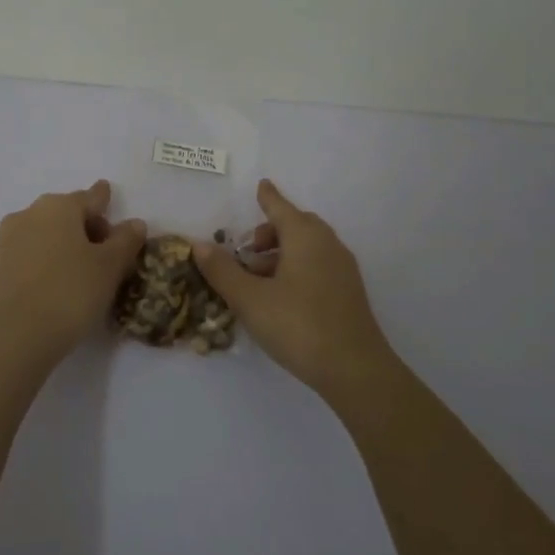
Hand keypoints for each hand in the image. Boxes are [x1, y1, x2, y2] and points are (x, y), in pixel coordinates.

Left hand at [0, 180, 147, 366]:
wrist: (17, 336)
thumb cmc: (70, 292)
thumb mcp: (110, 266)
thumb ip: (126, 240)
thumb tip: (134, 223)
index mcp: (59, 205)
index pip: (91, 197)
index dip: (105, 200)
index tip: (110, 197)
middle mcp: (31, 213)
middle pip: (68, 213)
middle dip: (89, 226)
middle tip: (109, 254)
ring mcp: (11, 238)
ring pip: (49, 232)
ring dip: (68, 243)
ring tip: (86, 271)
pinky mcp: (1, 264)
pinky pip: (34, 251)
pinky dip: (51, 258)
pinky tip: (62, 281)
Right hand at [194, 179, 395, 397]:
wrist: (355, 369)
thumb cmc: (298, 325)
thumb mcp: (250, 299)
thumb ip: (223, 271)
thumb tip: (199, 245)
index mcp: (305, 237)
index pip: (281, 208)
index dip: (268, 197)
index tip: (261, 185)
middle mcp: (327, 244)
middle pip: (297, 225)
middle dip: (271, 231)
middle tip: (247, 250)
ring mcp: (342, 269)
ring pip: (308, 247)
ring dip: (282, 253)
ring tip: (257, 279)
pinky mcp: (348, 292)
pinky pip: (318, 265)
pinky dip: (297, 268)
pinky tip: (281, 296)